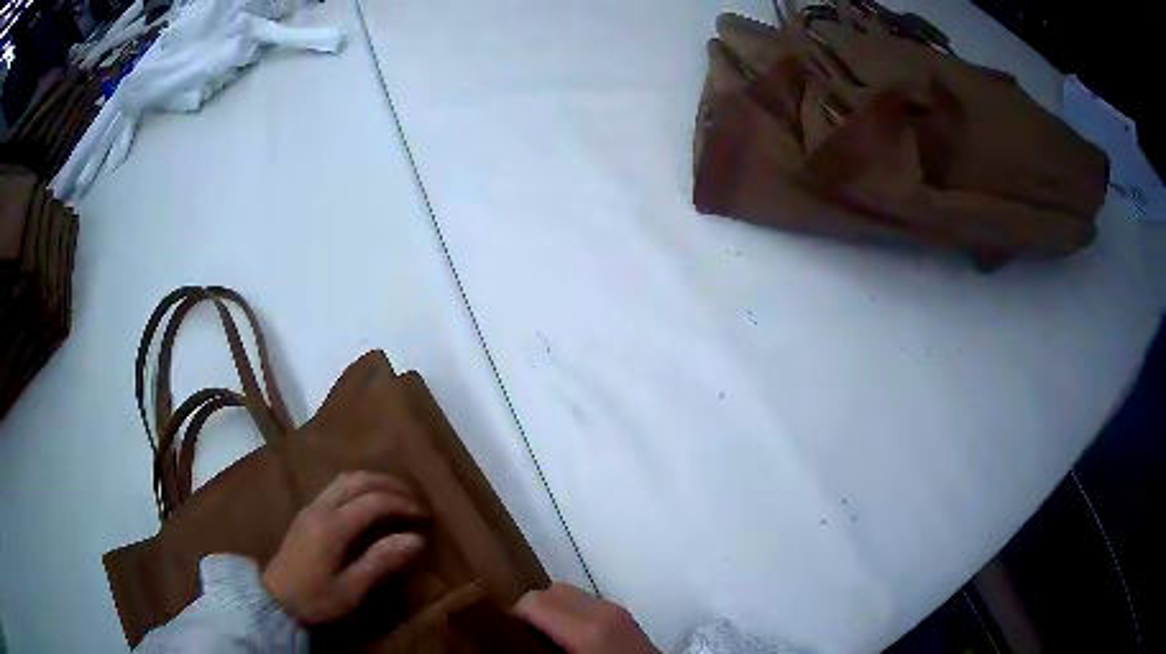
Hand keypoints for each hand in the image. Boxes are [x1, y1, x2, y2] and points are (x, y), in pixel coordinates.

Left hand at [262, 471, 425, 623]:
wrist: (274, 600)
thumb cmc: (316, 599)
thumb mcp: (352, 589)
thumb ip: (381, 562)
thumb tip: (416, 539)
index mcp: (333, 525)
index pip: (374, 501)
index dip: (403, 504)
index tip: (425, 517)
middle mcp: (321, 507)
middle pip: (358, 479)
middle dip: (390, 484)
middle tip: (415, 499)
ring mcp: (311, 507)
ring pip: (345, 479)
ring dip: (373, 481)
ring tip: (396, 497)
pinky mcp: (306, 513)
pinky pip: (336, 487)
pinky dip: (359, 486)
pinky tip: (368, 502)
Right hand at [515, 583, 660, 653]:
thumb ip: (538, 650)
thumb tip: (513, 643)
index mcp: (587, 629)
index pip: (533, 601)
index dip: (512, 617)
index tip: (502, 634)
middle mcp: (602, 611)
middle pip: (550, 591)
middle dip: (531, 611)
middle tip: (520, 637)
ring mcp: (617, 611)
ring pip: (568, 594)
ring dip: (550, 611)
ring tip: (542, 639)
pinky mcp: (624, 616)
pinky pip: (586, 603)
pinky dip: (569, 613)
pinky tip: (567, 639)